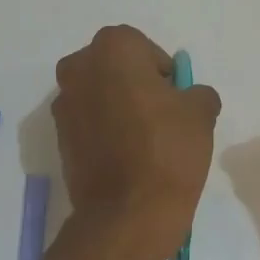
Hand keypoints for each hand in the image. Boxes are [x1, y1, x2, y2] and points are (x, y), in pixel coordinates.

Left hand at [54, 26, 221, 259]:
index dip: (162, 71)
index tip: (175, 98)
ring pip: (98, 94)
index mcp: (111, 50)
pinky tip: (125, 156)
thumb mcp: (200, 113)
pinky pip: (88, 122)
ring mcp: (63, 105)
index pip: (142, 47)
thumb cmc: (167, 150)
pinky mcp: (59, 138)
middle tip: (161, 116)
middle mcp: (78, 69)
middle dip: (135, 84)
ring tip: (144, 140)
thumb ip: (197, 92)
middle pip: (114, 68)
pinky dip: (104, 130)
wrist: (127, 213)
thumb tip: (190, 97)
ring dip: (117, 107)